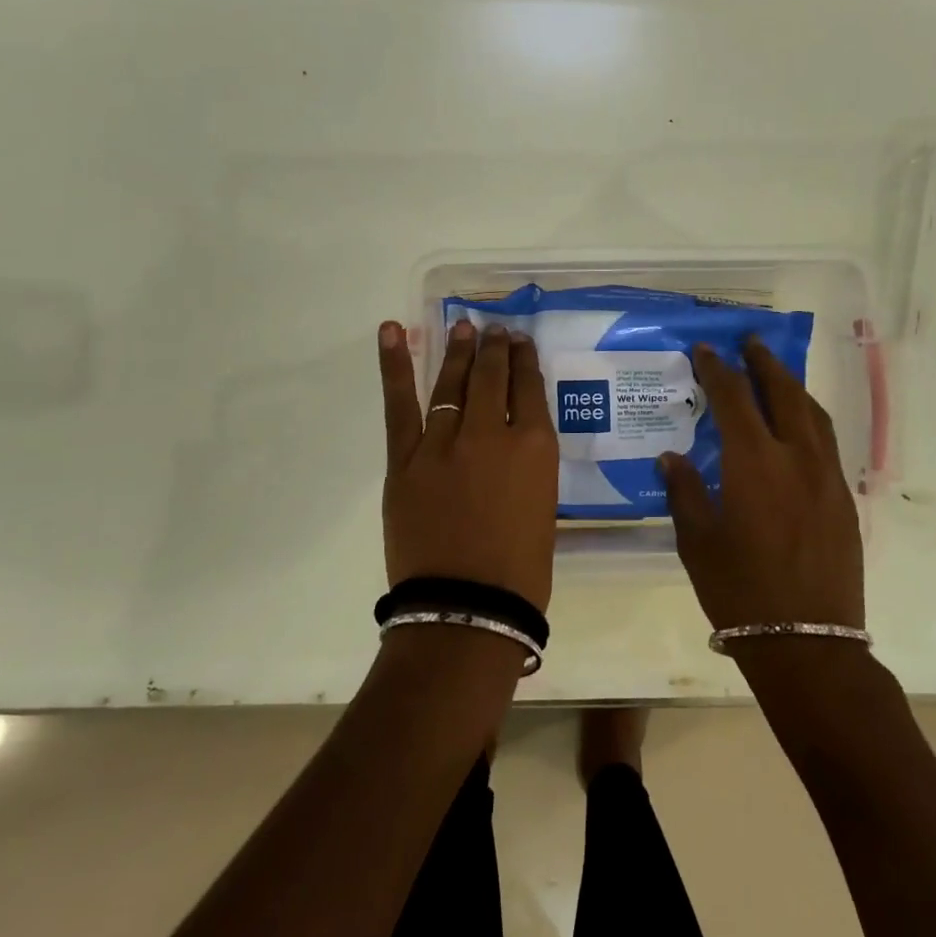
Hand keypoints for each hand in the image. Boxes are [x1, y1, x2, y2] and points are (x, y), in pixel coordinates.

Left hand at [377, 318, 558, 611]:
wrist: (466, 609)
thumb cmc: (520, 569)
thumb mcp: (541, 505)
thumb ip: (526, 465)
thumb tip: (510, 443)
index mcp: (535, 447)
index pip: (529, 388)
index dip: (524, 361)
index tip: (520, 343)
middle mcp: (491, 432)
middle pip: (493, 376)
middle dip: (495, 348)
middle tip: (495, 330)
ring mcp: (444, 442)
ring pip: (452, 382)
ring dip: (458, 351)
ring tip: (463, 327)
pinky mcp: (406, 459)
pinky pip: (400, 404)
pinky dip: (395, 365)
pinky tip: (393, 331)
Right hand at [660, 338, 864, 632]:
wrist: (807, 642)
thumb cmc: (740, 592)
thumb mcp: (698, 543)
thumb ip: (685, 492)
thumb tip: (672, 458)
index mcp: (753, 463)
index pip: (734, 399)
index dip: (718, 370)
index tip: (705, 350)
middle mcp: (795, 457)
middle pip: (782, 392)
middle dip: (764, 362)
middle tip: (750, 341)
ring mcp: (826, 476)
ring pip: (812, 413)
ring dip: (792, 386)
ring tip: (775, 374)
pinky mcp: (843, 498)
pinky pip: (826, 441)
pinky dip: (809, 418)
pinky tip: (798, 426)